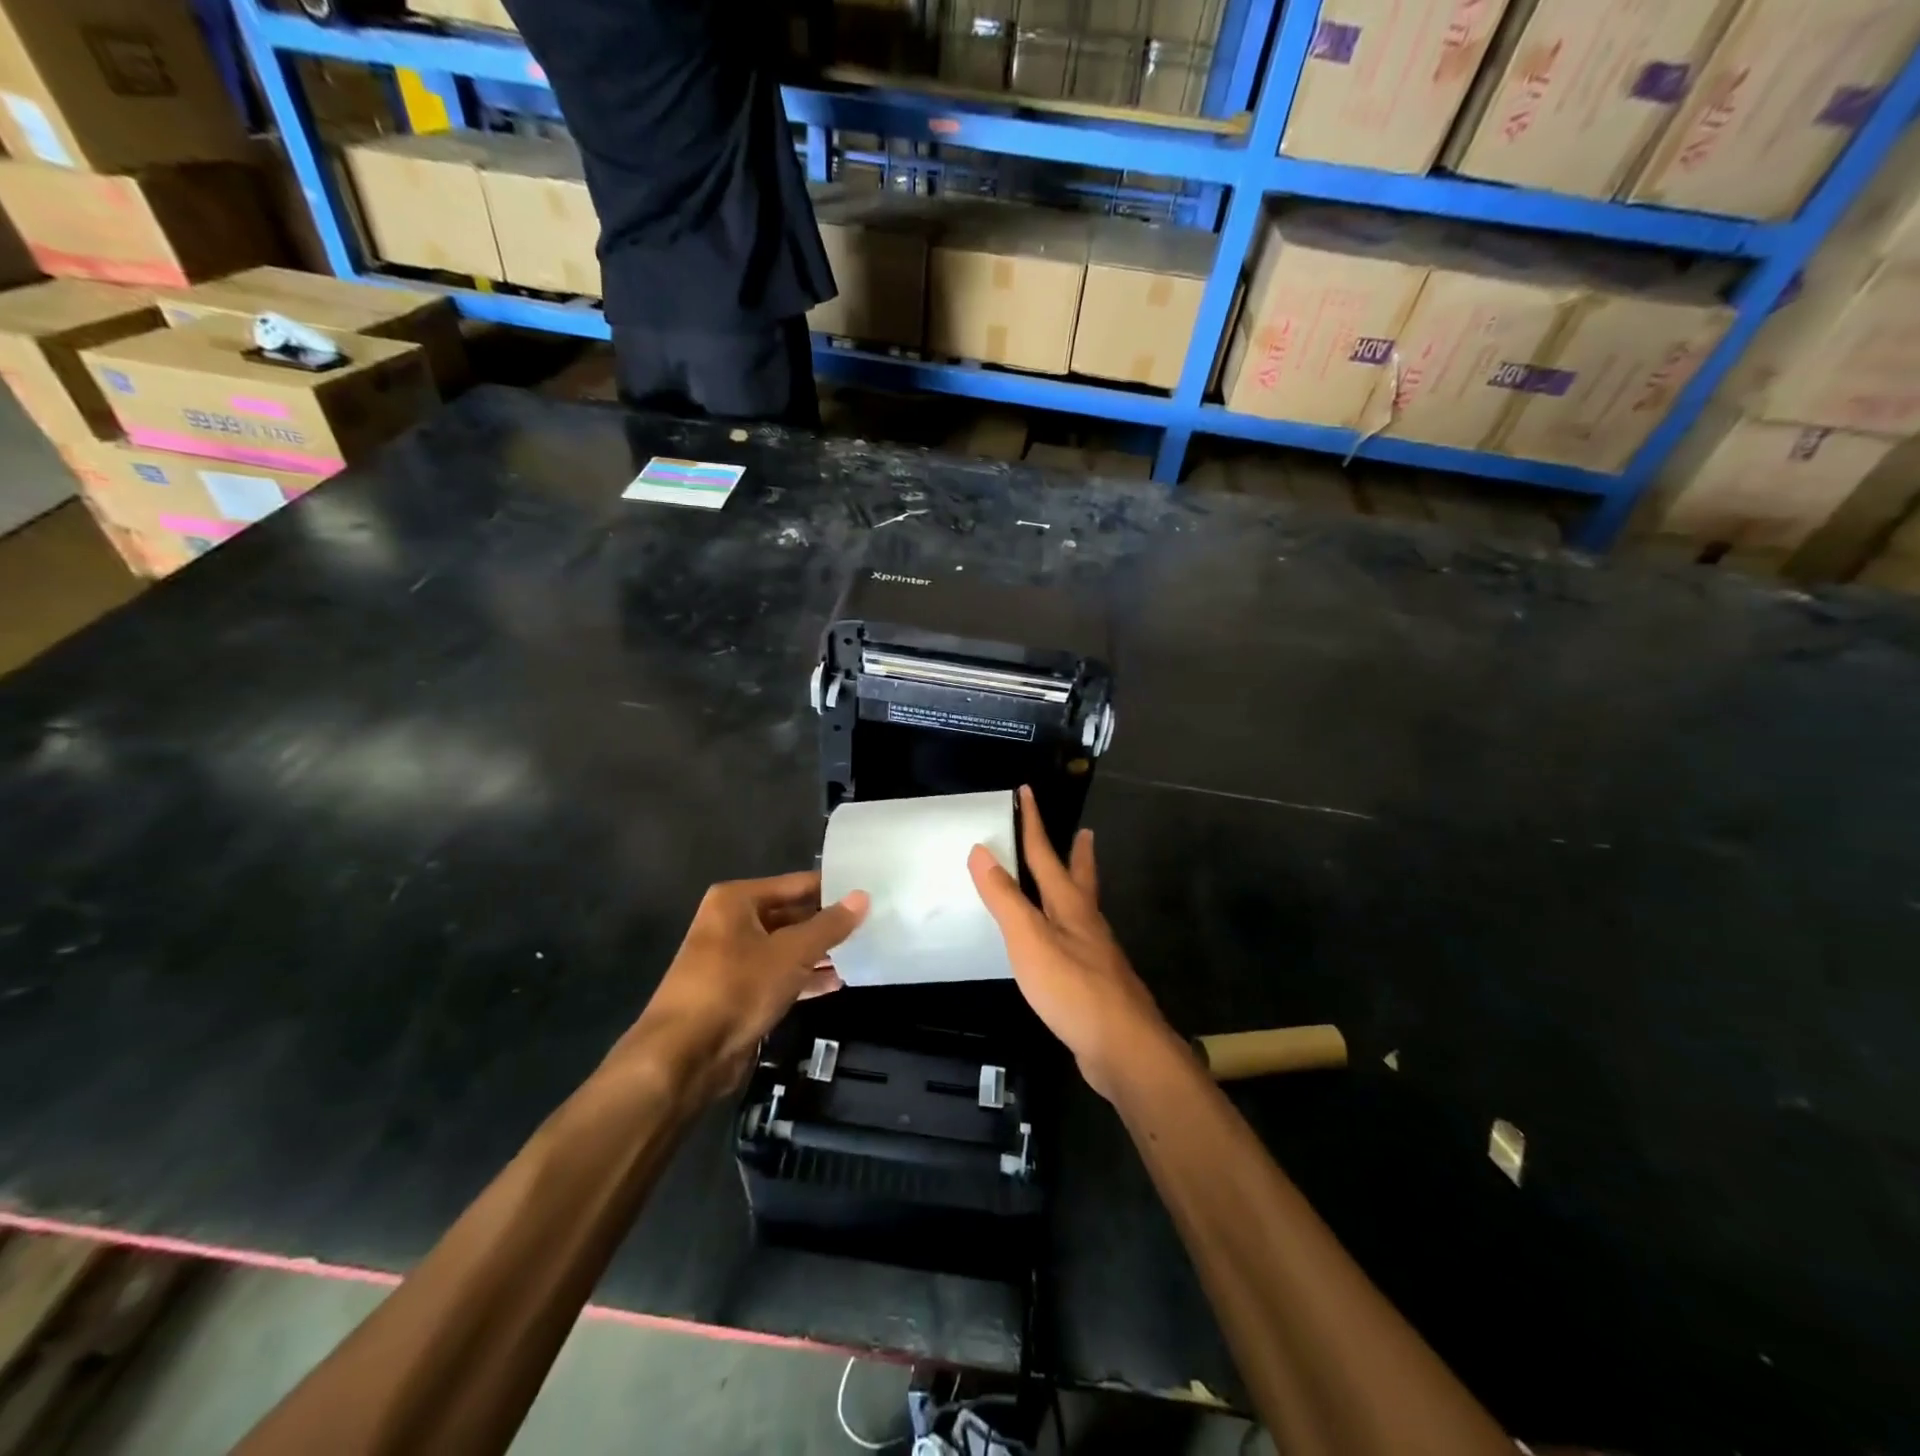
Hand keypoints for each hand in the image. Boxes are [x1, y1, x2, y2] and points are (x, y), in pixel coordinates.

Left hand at [616, 872, 868, 1101]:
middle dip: (827, 923)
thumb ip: (829, 925)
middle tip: (872, 923)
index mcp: (737, 900)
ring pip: (786, 947)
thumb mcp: (791, 953)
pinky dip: (803, 978)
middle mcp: (732, 923)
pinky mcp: (737, 992)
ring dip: (819, 953)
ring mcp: (733, 959)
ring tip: (862, 952)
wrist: (684, 1055)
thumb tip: (863, 896)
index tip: (870, 891)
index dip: (833, 888)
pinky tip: (836, 984)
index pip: (797, 884)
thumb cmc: (737, 988)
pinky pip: (778, 976)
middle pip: (791, 914)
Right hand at [968, 787, 1179, 1100]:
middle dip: (1078, 854)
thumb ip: (1005, 897)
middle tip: (1085, 832)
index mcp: (1069, 905)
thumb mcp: (1029, 939)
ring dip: (1077, 888)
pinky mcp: (1096, 982)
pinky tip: (1063, 943)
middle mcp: (1086, 922)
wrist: (1122, 1046)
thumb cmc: (1072, 987)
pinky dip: (1069, 928)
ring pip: (1083, 909)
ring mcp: (1095, 953)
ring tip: (1072, 881)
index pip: (1046, 854)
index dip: (1034, 823)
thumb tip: (981, 850)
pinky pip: (1078, 941)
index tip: (1028, 792)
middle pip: (1080, 877)